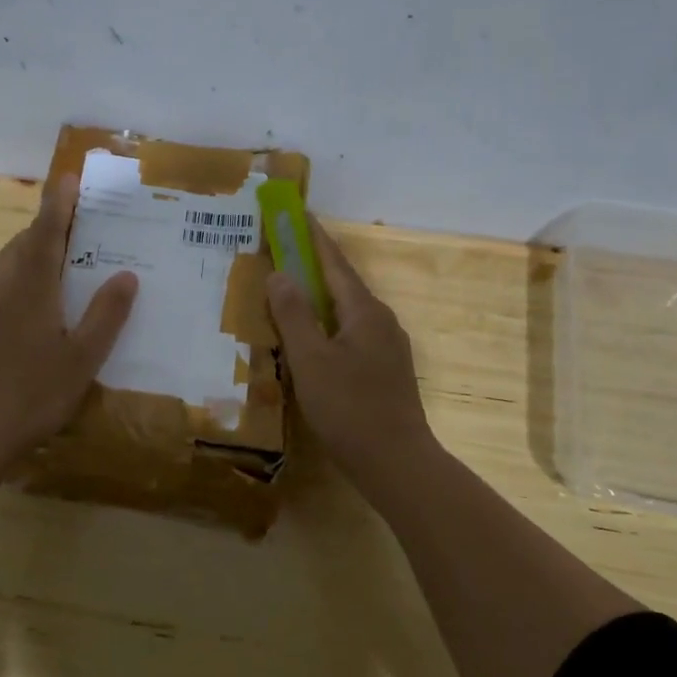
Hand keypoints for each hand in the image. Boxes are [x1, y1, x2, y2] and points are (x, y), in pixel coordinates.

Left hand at [0, 177, 137, 466]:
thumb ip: (105, 316)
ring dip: (29, 249)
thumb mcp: (82, 359)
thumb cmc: (31, 394)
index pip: (46, 233)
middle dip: (45, 225)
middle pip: (22, 244)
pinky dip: (18, 276)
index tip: (68, 178)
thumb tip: (127, 274)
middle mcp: (3, 289)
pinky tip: (31, 301)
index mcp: (32, 288)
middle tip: (72, 219)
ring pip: (6, 265)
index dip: (58, 204)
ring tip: (54, 254)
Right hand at [266, 217, 434, 479]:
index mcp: (364, 311)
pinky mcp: (385, 371)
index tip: (296, 213)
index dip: (313, 237)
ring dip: (319, 299)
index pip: (334, 263)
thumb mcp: (311, 360)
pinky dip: (327, 326)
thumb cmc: (350, 408)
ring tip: (289, 296)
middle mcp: (381, 321)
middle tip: (281, 254)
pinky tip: (311, 342)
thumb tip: (280, 273)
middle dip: (312, 267)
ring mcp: (387, 347)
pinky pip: (350, 335)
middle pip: (342, 285)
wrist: (397, 463)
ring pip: (346, 312)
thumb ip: (294, 315)